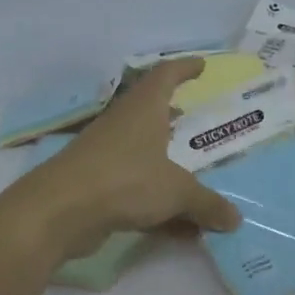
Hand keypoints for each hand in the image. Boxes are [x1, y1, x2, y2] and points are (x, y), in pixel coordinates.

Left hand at [12, 58, 242, 260]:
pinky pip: (136, 188)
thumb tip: (236, 219)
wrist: (59, 212)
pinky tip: (180, 228)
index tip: (201, 66)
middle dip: (173, 115)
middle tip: (195, 119)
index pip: (165, 76)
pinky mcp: (96, 186)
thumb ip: (207, 204)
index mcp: (143, 110)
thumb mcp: (177, 192)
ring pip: (143, 153)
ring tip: (194, 174)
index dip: (184, 68)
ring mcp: (106, 156)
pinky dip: (158, 202)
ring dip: (167, 162)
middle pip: (150, 112)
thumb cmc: (124, 181)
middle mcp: (123, 126)